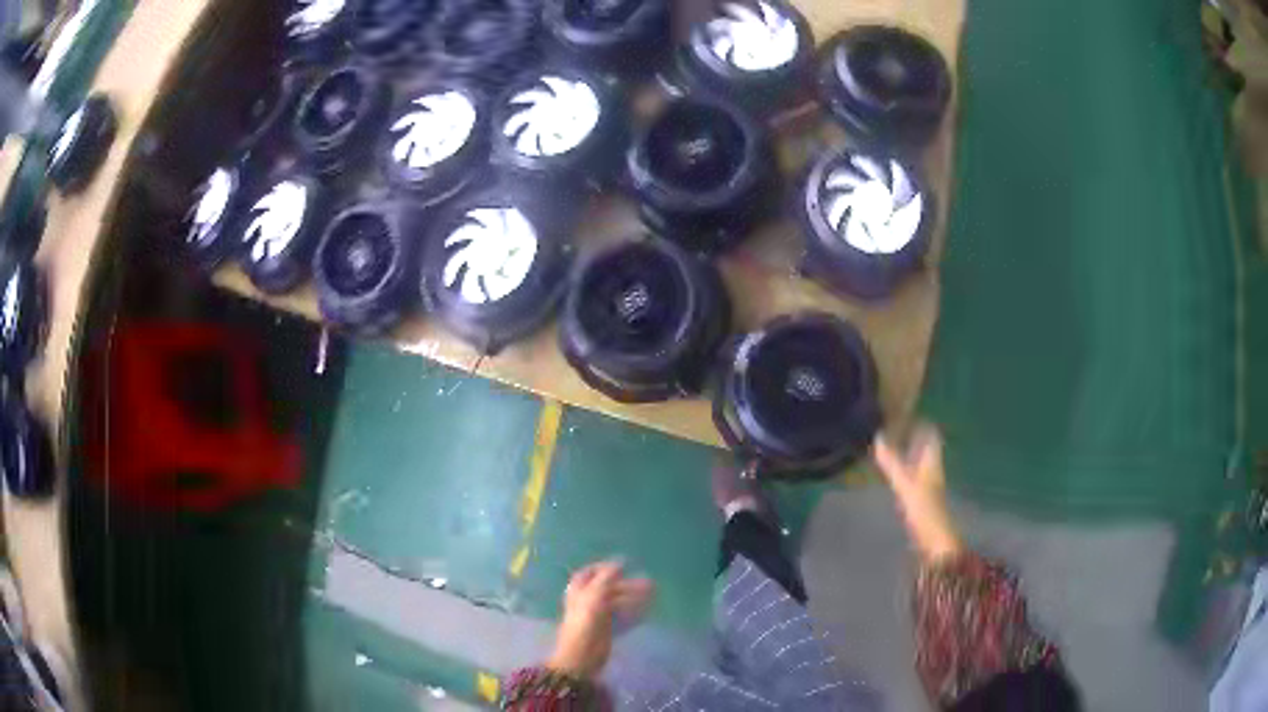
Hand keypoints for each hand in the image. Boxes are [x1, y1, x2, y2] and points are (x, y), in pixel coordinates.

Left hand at [548, 561, 653, 678]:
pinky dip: (634, 613)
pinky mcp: (607, 629)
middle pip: (609, 588)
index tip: (624, 565)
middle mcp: (587, 601)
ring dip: (635, 598)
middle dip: (628, 584)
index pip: (589, 573)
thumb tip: (620, 561)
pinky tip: (647, 611)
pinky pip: (623, 617)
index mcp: (578, 590)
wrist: (583, 655)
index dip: (604, 567)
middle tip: (650, 582)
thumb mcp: (595, 595)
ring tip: (653, 594)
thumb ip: (607, 577)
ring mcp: (598, 616)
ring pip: (618, 602)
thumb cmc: (585, 622)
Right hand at [873, 426, 962, 563]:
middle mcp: (932, 467)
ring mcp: (928, 483)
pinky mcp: (921, 497)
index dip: (919, 420)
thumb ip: (892, 462)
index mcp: (932, 460)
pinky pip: (912, 473)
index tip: (902, 411)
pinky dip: (903, 467)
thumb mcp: (905, 485)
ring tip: (887, 444)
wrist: (935, 542)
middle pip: (924, 445)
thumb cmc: (924, 510)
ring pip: (918, 459)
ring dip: (906, 450)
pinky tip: (891, 470)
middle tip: (890, 426)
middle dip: (911, 434)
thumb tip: (878, 436)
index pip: (930, 432)